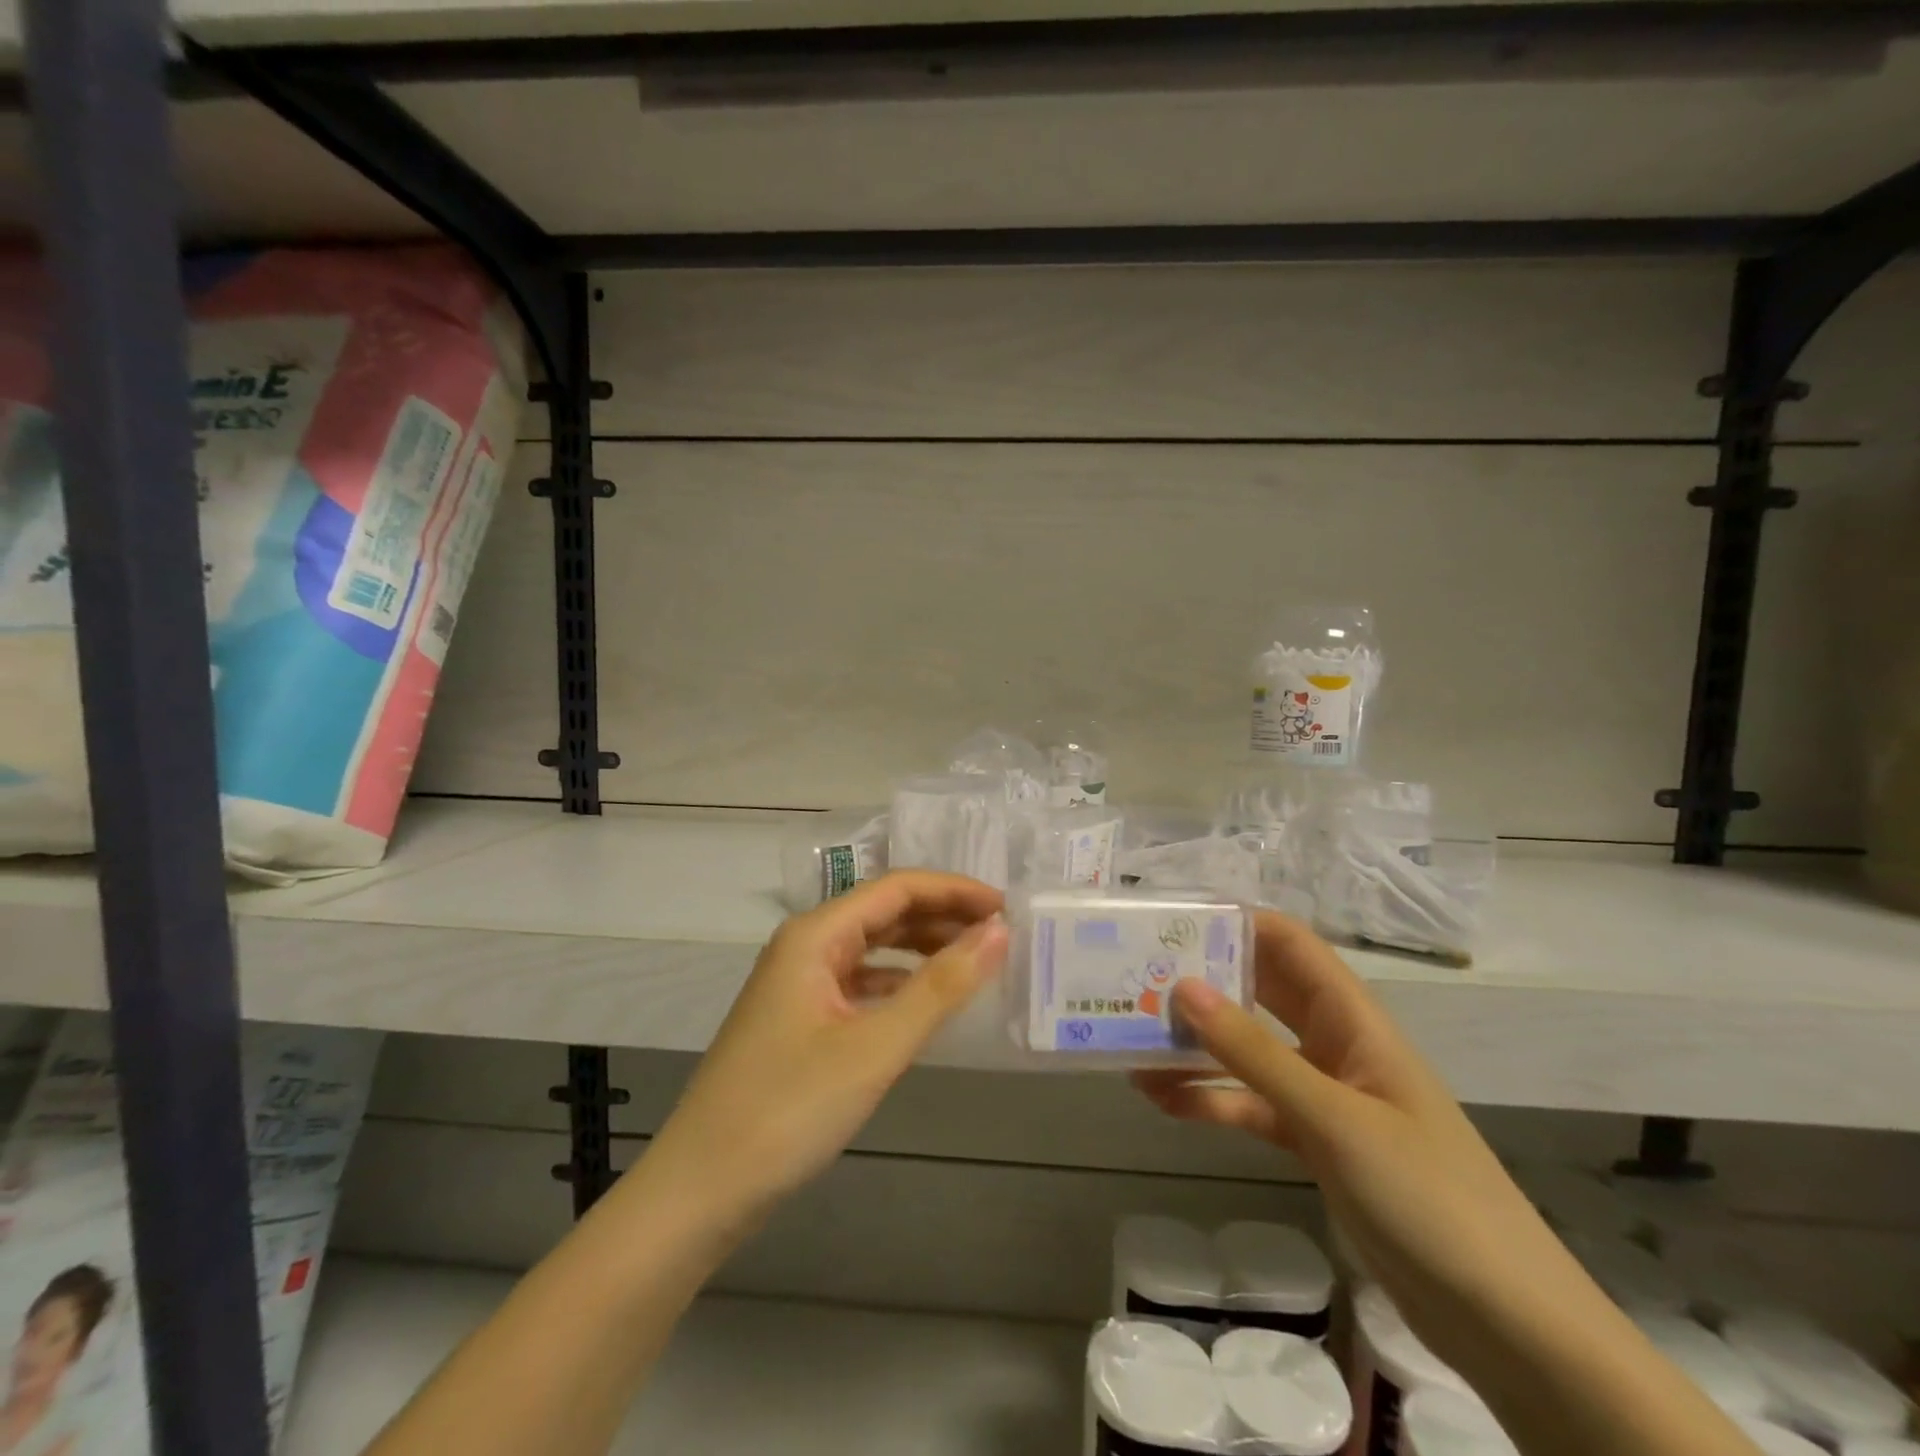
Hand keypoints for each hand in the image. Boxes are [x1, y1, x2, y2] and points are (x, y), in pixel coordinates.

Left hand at [642, 871, 1007, 1232]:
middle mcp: (805, 946)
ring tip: (974, 962)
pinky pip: (859, 983)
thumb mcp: (875, 1046)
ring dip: (922, 948)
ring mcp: (799, 983)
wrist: (700, 1190)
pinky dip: (898, 984)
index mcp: (816, 934)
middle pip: (884, 912)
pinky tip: (926, 1002)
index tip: (1007, 908)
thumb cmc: (789, 1108)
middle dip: (942, 917)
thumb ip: (941, 986)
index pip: (898, 888)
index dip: (955, 891)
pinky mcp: (799, 1019)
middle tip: (1000, 936)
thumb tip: (999, 933)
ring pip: (872, 947)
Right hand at [1133, 913, 1584, 1362]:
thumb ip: (1255, 1053)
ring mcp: (1325, 1096)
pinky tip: (1162, 1099)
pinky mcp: (1315, 1144)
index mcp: (1354, 1020)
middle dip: (1205, 978)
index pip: (1291, 945)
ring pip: (1250, 1051)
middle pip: (1263, 991)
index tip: (1172, 919)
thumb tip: (1182, 986)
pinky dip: (1211, 1099)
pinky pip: (1252, 1105)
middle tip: (1138, 974)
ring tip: (1134, 1036)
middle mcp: (1336, 1045)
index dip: (1238, 923)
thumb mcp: (1334, 1118)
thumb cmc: (1428, 1196)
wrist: (1506, 1322)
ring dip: (1198, 1043)